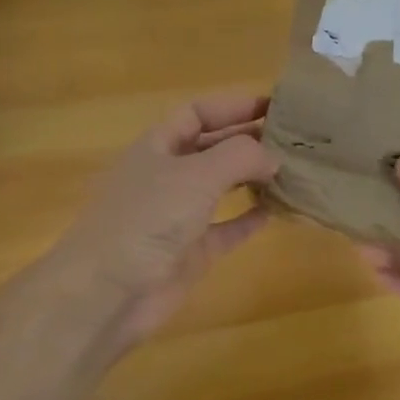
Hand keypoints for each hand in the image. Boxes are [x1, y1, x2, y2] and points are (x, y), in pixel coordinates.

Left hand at [54, 91, 279, 346]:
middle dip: (248, 139)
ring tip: (292, 169)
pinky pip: (226, 228)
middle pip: (212, 147)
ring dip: (252, 177)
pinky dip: (249, 218)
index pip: (198, 112)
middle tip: (293, 137)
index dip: (234, 105)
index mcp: (158, 145)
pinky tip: (277, 210)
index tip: (275, 104)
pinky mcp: (190, 252)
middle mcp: (168, 175)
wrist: (106, 294)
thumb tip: (272, 157)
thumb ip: (240, 156)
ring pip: (221, 186)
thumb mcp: (196, 174)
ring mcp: (178, 215)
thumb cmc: (147, 218)